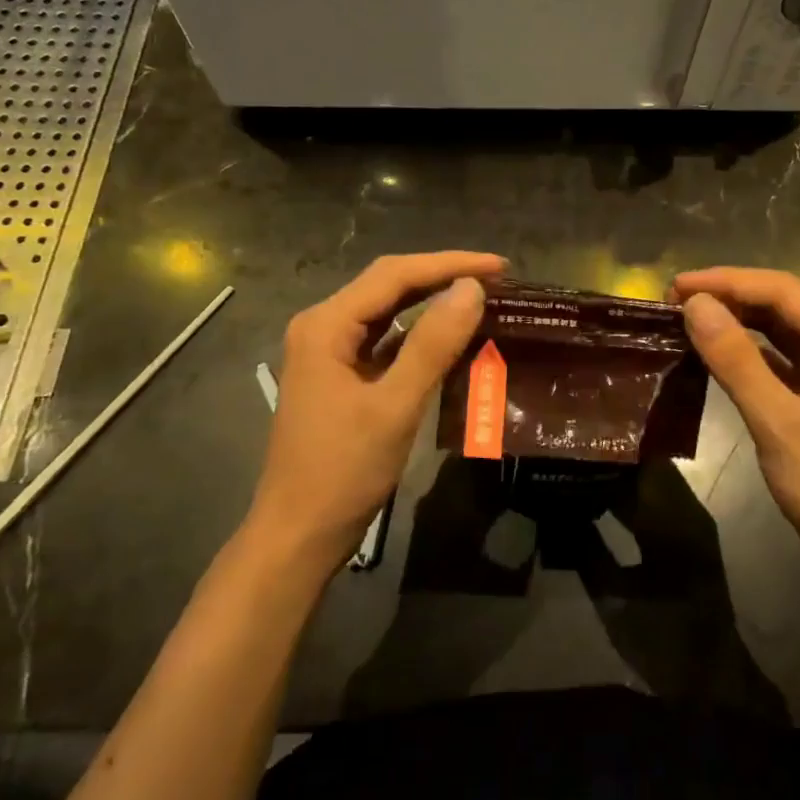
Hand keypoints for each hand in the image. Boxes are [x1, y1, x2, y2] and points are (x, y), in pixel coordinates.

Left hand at [249, 252, 505, 572]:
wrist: (299, 535)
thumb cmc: (343, 470)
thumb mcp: (395, 406)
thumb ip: (433, 344)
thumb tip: (471, 288)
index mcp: (326, 325)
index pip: (394, 275)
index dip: (449, 264)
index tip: (500, 266)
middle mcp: (323, 328)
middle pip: (388, 286)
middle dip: (442, 277)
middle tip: (498, 278)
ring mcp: (329, 354)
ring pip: (388, 313)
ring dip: (432, 303)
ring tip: (481, 298)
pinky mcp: (341, 378)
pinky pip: (385, 342)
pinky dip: (419, 336)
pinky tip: (450, 338)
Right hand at [672, 268, 799, 586]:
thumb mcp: (778, 421)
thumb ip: (735, 360)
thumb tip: (694, 305)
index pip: (783, 291)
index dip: (727, 282)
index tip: (675, 286)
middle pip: (784, 300)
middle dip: (731, 294)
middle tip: (675, 299)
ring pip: (782, 324)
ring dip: (738, 317)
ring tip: (688, 315)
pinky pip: (782, 352)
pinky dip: (749, 346)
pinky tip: (716, 346)